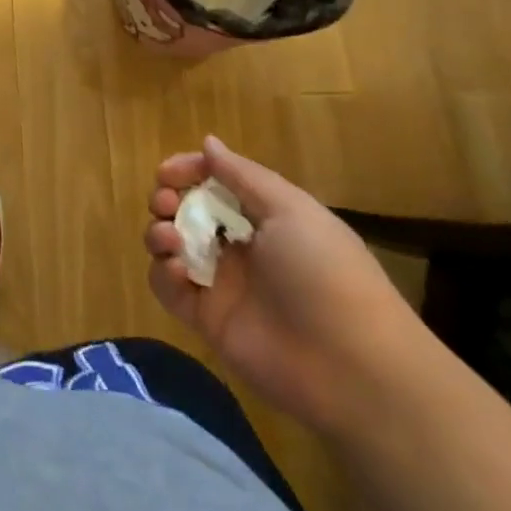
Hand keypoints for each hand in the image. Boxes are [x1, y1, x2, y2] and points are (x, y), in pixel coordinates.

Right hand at [143, 136, 431, 438]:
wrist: (351, 367)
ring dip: (159, 233)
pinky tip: (178, 272)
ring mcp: (221, 283)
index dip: (188, 171)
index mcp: (263, 217)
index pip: (215, 183)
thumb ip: (242, 175)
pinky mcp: (206, 319)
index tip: (166, 173)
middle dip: (166, 199)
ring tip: (169, 239)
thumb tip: (208, 142)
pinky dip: (163, 274)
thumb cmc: (324, 272)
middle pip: (186, 211)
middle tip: (165, 203)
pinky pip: (169, 288)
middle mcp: (239, 246)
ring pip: (171, 246)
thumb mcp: (291, 210)